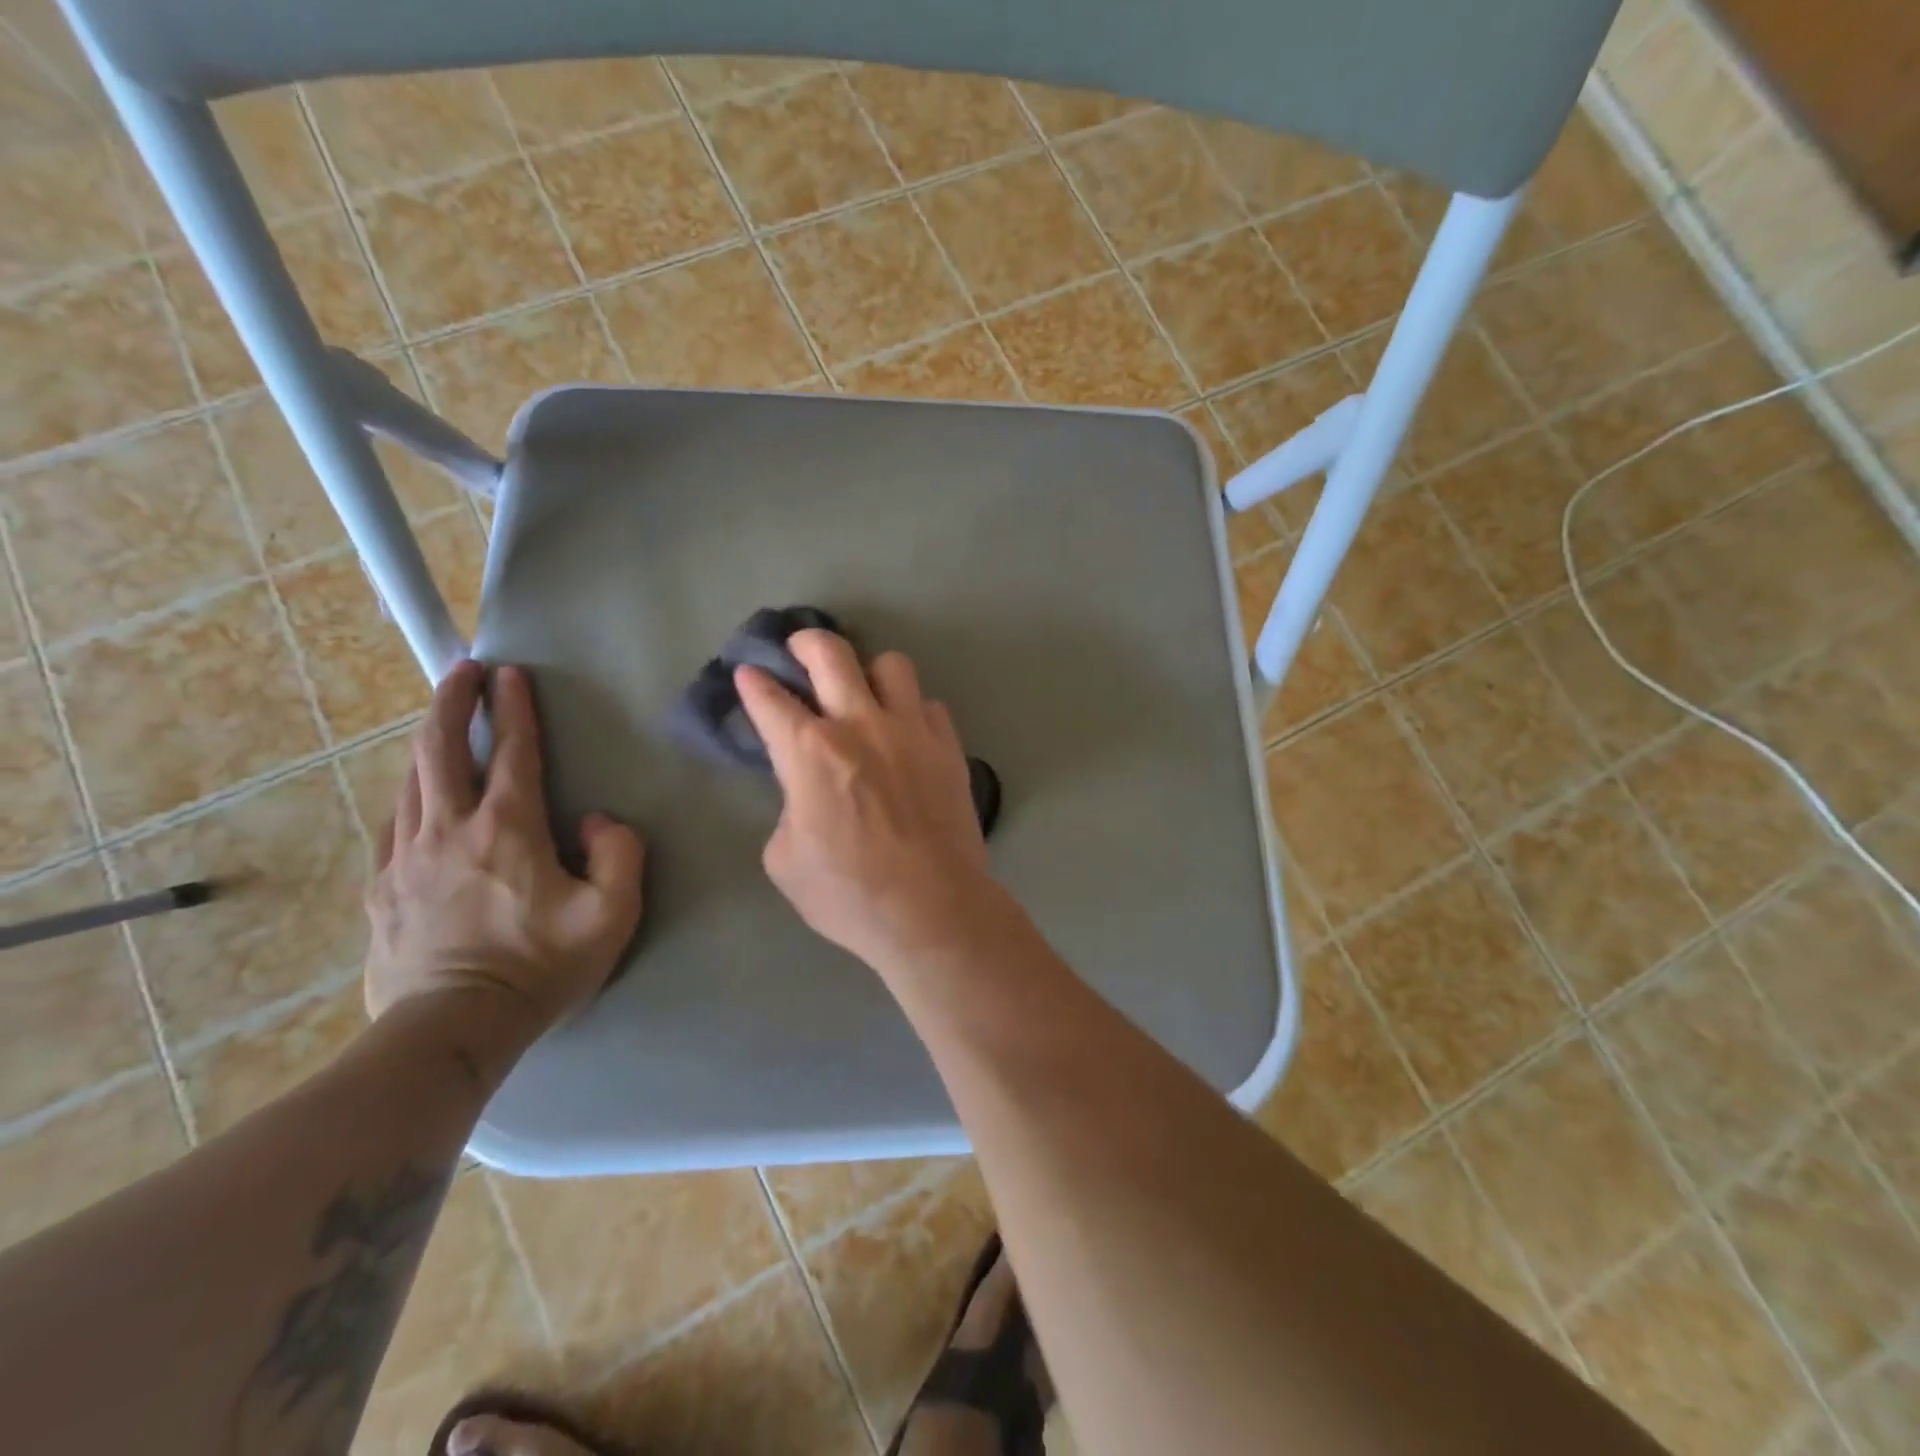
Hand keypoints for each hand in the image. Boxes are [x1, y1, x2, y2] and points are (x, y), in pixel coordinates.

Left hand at [364, 661, 644, 1034]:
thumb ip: (619, 854)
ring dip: (427, 741)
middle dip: (452, 702)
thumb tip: (597, 821)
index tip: (511, 673)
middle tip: (461, 671)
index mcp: (508, 829)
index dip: (515, 709)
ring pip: (411, 781)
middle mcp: (451, 829)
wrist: (453, 1028)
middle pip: (441, 749)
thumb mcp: (611, 914)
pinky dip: (408, 794)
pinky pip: (394, 824)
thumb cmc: (541, 966)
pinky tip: (415, 794)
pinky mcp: (382, 888)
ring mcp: (407, 858)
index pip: (514, 753)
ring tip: (439, 721)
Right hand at [735, 631, 997, 971]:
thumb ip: (789, 811)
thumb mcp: (785, 860)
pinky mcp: (949, 748)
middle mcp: (860, 725)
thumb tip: (805, 796)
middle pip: (831, 654)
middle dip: (806, 642)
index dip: (753, 682)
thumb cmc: (849, 894)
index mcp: (810, 752)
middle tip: (799, 651)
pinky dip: (912, 710)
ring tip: (864, 690)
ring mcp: (911, 731)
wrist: (932, 908)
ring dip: (870, 671)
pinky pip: (930, 705)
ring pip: (892, 665)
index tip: (749, 674)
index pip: (770, 700)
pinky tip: (906, 731)